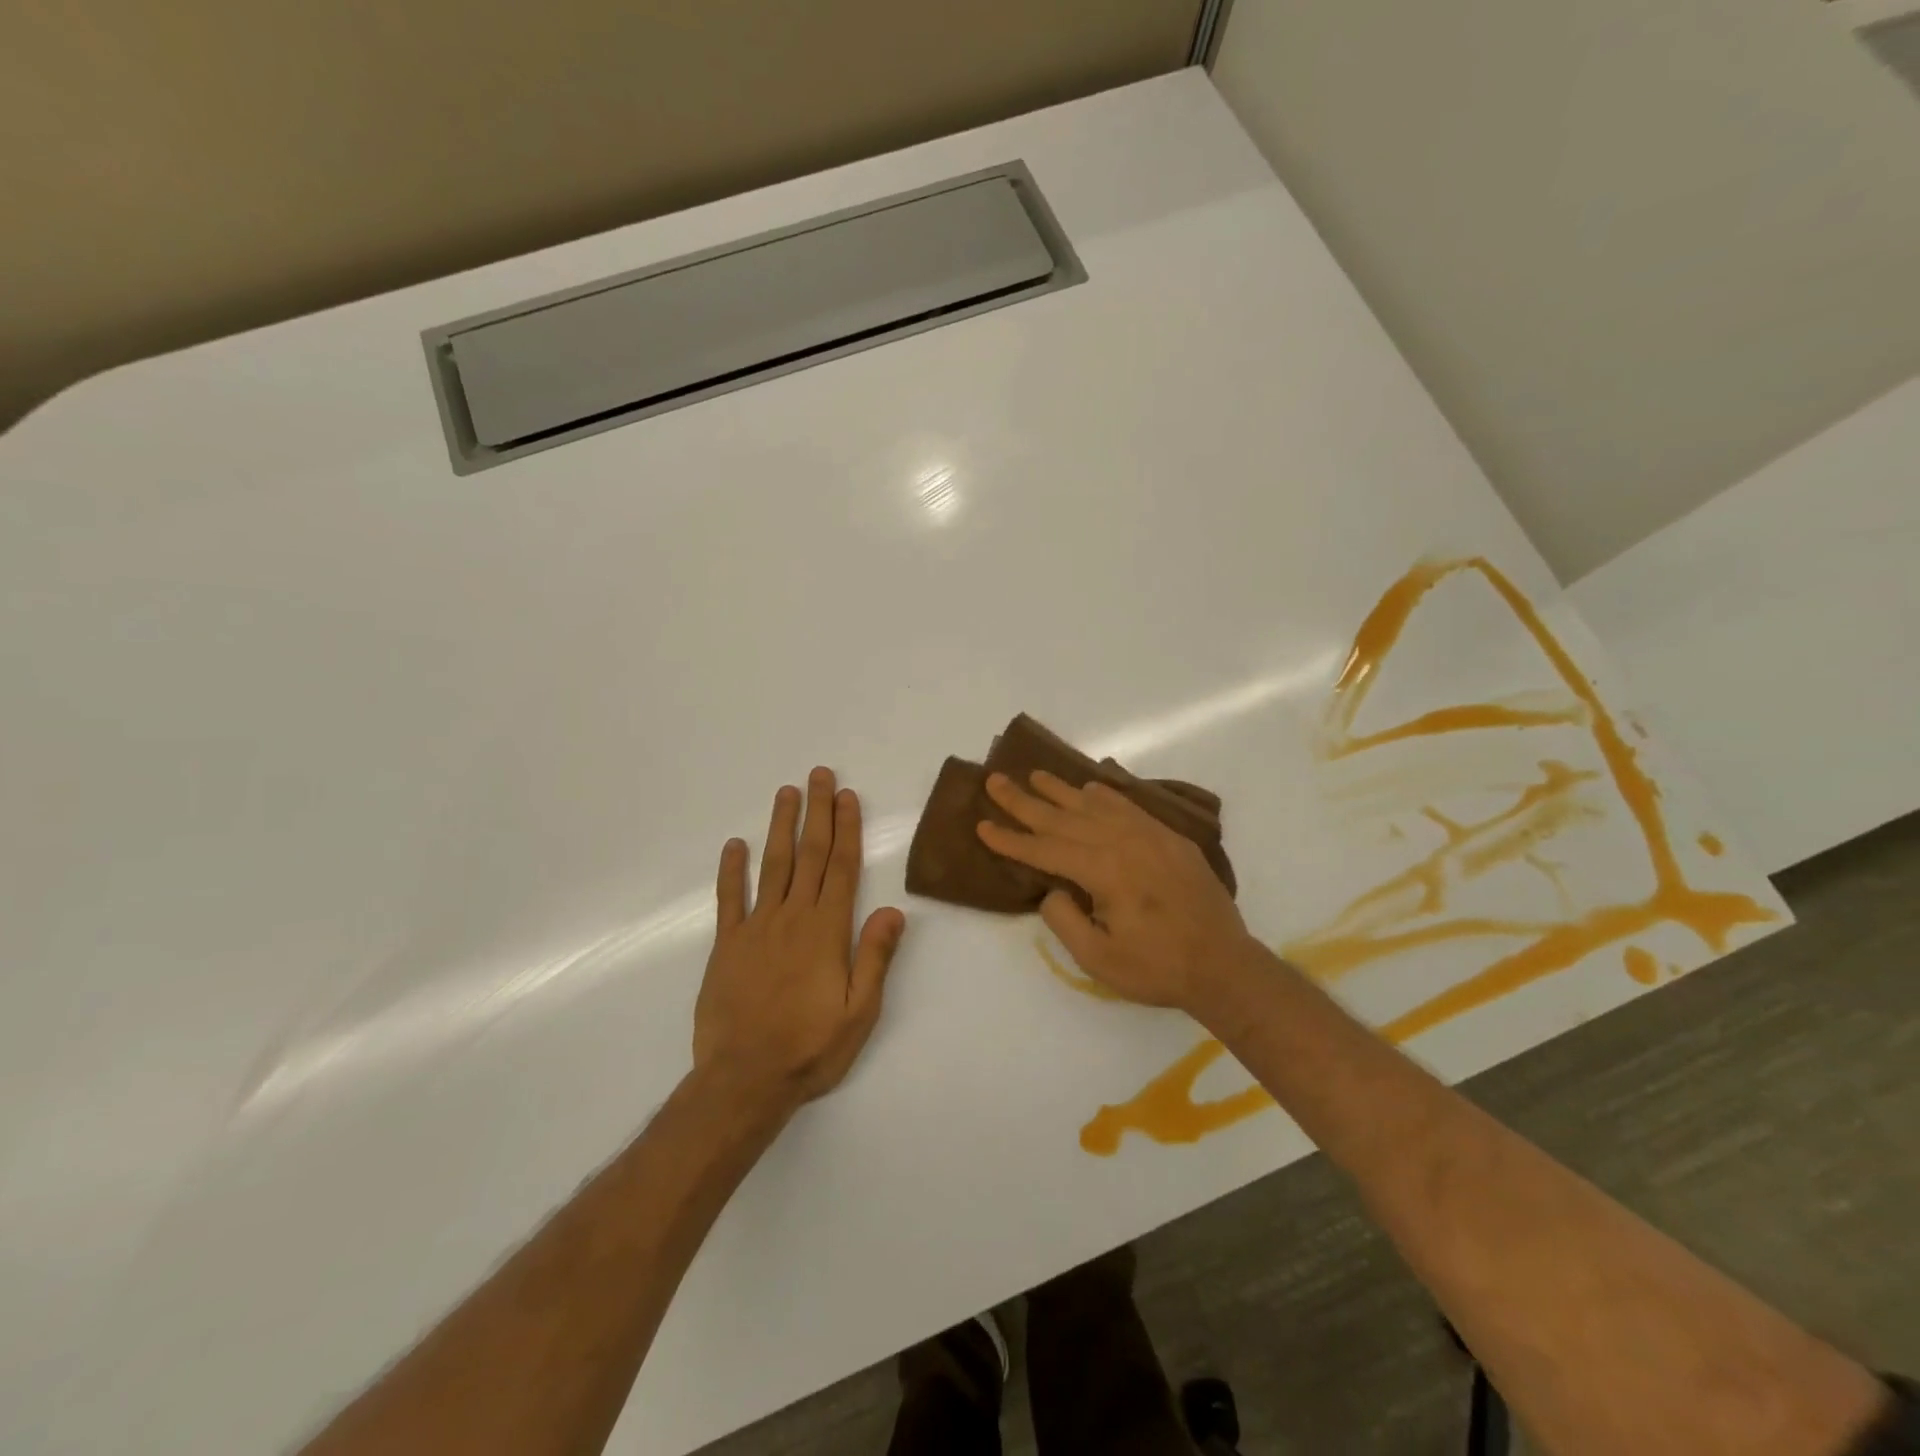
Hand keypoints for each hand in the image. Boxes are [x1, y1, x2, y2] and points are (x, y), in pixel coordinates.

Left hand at [692, 768, 906, 1124]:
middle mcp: (793, 918)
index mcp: (827, 931)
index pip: (842, 868)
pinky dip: (731, 870)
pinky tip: (734, 845)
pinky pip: (729, 899)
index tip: (846, 796)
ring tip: (786, 793)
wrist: (744, 1080)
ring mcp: (756, 928)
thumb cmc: (810, 1047)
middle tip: (819, 775)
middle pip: (809, 855)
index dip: (846, 829)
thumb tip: (893, 909)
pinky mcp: (727, 945)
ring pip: (772, 865)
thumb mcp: (860, 1012)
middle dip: (816, 812)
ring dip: (780, 827)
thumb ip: (875, 957)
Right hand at [976, 770, 1252, 1014]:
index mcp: (1104, 871)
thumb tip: (1053, 890)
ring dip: (1062, 790)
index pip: (1045, 849)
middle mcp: (1124, 843)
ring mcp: (1150, 836)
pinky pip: (1130, 807)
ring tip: (1035, 775)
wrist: (1224, 965)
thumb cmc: (1157, 968)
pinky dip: (1106, 795)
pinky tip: (1090, 789)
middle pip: (1064, 818)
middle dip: (1025, 801)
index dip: (1011, 840)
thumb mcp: (1098, 959)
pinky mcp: (1169, 839)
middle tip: (995, 781)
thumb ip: (1065, 920)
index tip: (982, 825)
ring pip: (1095, 805)